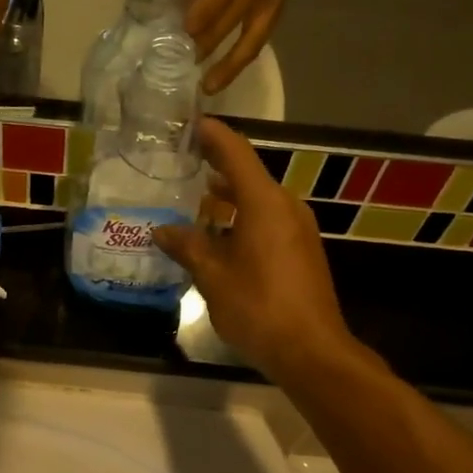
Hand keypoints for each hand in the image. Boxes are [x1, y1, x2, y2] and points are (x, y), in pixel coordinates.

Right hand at [153, 120, 351, 382]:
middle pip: (248, 174)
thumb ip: (187, 246)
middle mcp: (286, 207)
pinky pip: (268, 220)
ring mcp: (298, 229)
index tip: (189, 122)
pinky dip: (243, 217)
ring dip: (229, 196)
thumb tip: (162, 230)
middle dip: (216, 166)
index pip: (235, 153)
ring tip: (194, 197)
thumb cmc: (258, 307)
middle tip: (182, 160)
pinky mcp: (302, 251)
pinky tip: (219, 234)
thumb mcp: (212, 276)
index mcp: (264, 203)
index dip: (212, 135)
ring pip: (259, 200)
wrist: (311, 350)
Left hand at [185, 0, 306, 95]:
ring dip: (230, 64)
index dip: (204, 11)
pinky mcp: (280, 8)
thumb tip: (184, 13)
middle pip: (235, 19)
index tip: (185, 32)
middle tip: (186, 66)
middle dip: (209, 44)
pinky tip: (226, 72)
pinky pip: (259, 39)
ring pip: (253, 38)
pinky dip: (241, 57)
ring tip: (211, 85)